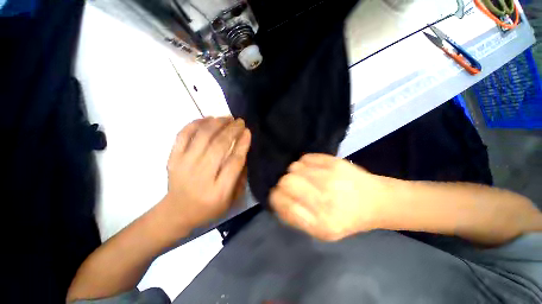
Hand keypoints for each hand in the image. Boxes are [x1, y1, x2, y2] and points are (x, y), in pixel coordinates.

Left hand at [164, 117, 250, 233]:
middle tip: (240, 121)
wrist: (176, 212)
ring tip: (227, 118)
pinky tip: (207, 118)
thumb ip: (240, 177)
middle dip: (232, 130)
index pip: (234, 161)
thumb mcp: (231, 199)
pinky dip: (195, 123)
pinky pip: (183, 135)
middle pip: (219, 146)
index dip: (242, 144)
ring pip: (202, 136)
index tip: (248, 132)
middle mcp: (201, 176)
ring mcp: (184, 165)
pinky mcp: (172, 159)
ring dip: (217, 123)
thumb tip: (244, 152)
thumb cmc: (209, 208)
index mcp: (218, 190)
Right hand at [270, 154, 392, 240]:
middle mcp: (324, 199)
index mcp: (320, 222)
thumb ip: (296, 218)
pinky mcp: (335, 162)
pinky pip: (306, 157)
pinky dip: (304, 163)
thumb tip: (277, 199)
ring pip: (294, 167)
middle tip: (292, 186)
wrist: (376, 202)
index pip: (282, 202)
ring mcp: (330, 177)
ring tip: (304, 178)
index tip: (279, 195)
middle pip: (286, 181)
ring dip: (295, 173)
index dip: (276, 197)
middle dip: (284, 184)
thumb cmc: (347, 220)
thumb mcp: (321, 231)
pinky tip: (312, 169)